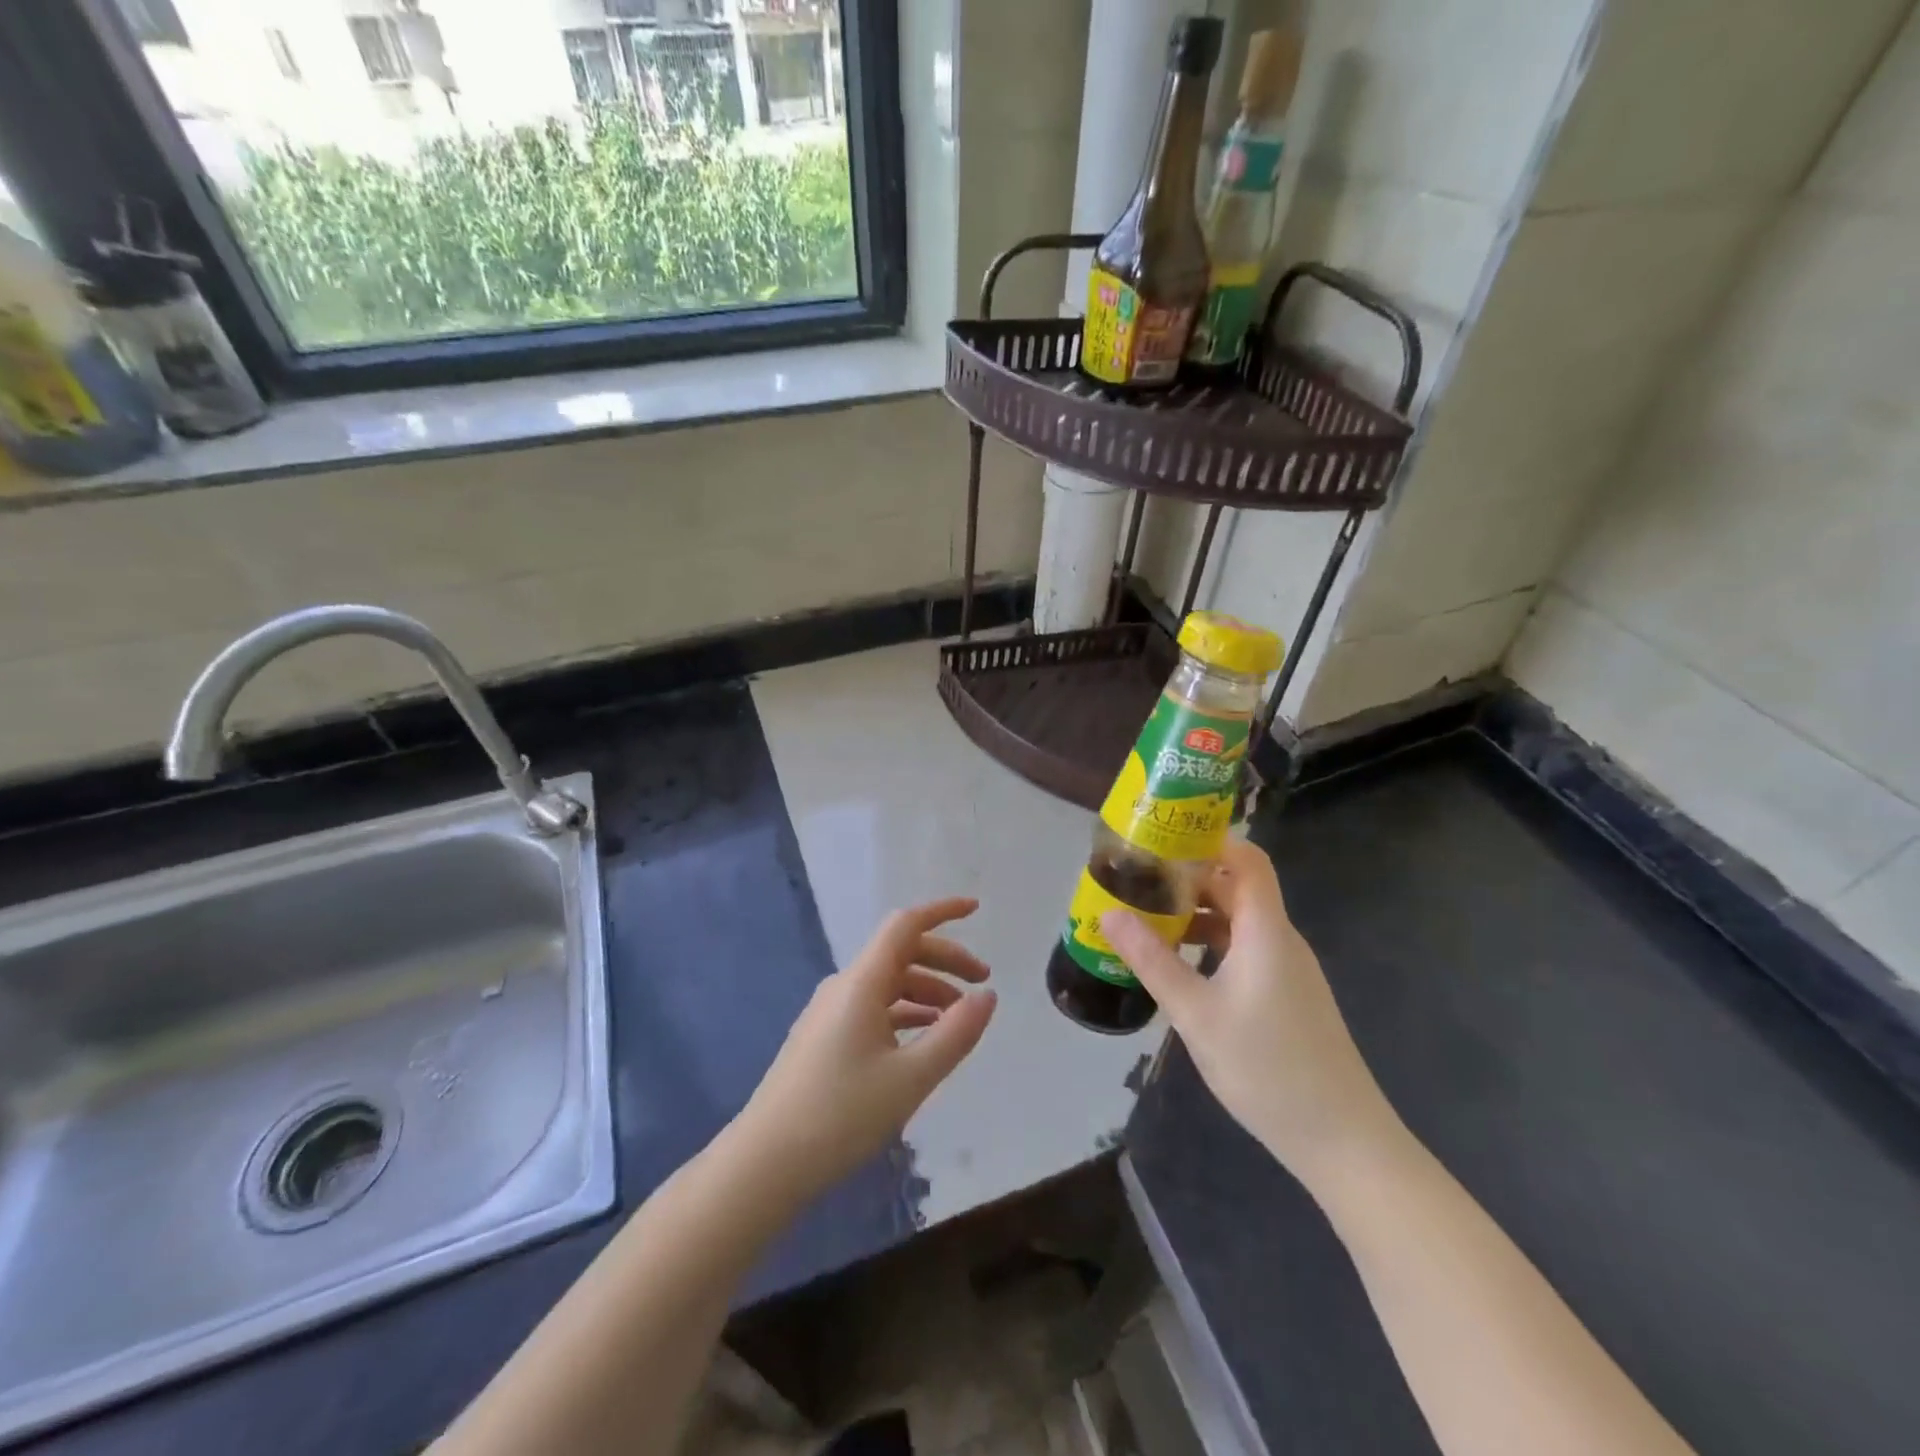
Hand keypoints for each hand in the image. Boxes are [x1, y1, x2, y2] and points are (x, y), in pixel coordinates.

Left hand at [736, 898, 996, 1200]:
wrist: (765, 1162)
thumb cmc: (841, 1115)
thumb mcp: (911, 1078)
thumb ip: (955, 1033)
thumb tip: (987, 996)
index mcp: (862, 982)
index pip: (906, 925)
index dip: (942, 912)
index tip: (977, 910)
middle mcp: (844, 986)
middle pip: (901, 952)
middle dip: (945, 960)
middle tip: (982, 982)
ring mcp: (830, 1011)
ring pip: (888, 983)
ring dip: (927, 990)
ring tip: (958, 1018)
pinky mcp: (823, 1037)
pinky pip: (873, 1008)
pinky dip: (905, 1012)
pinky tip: (922, 1039)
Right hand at [1102, 840, 1398, 1183]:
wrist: (1343, 1141)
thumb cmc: (1268, 1068)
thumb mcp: (1196, 1014)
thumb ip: (1152, 961)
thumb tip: (1109, 914)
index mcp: (1266, 930)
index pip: (1246, 859)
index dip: (1209, 839)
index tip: (1162, 837)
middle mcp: (1280, 939)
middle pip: (1237, 886)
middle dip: (1188, 877)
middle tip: (1138, 878)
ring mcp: (1286, 968)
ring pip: (1238, 921)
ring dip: (1196, 913)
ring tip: (1147, 916)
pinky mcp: (1285, 994)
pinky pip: (1243, 949)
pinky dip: (1210, 943)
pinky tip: (1177, 963)